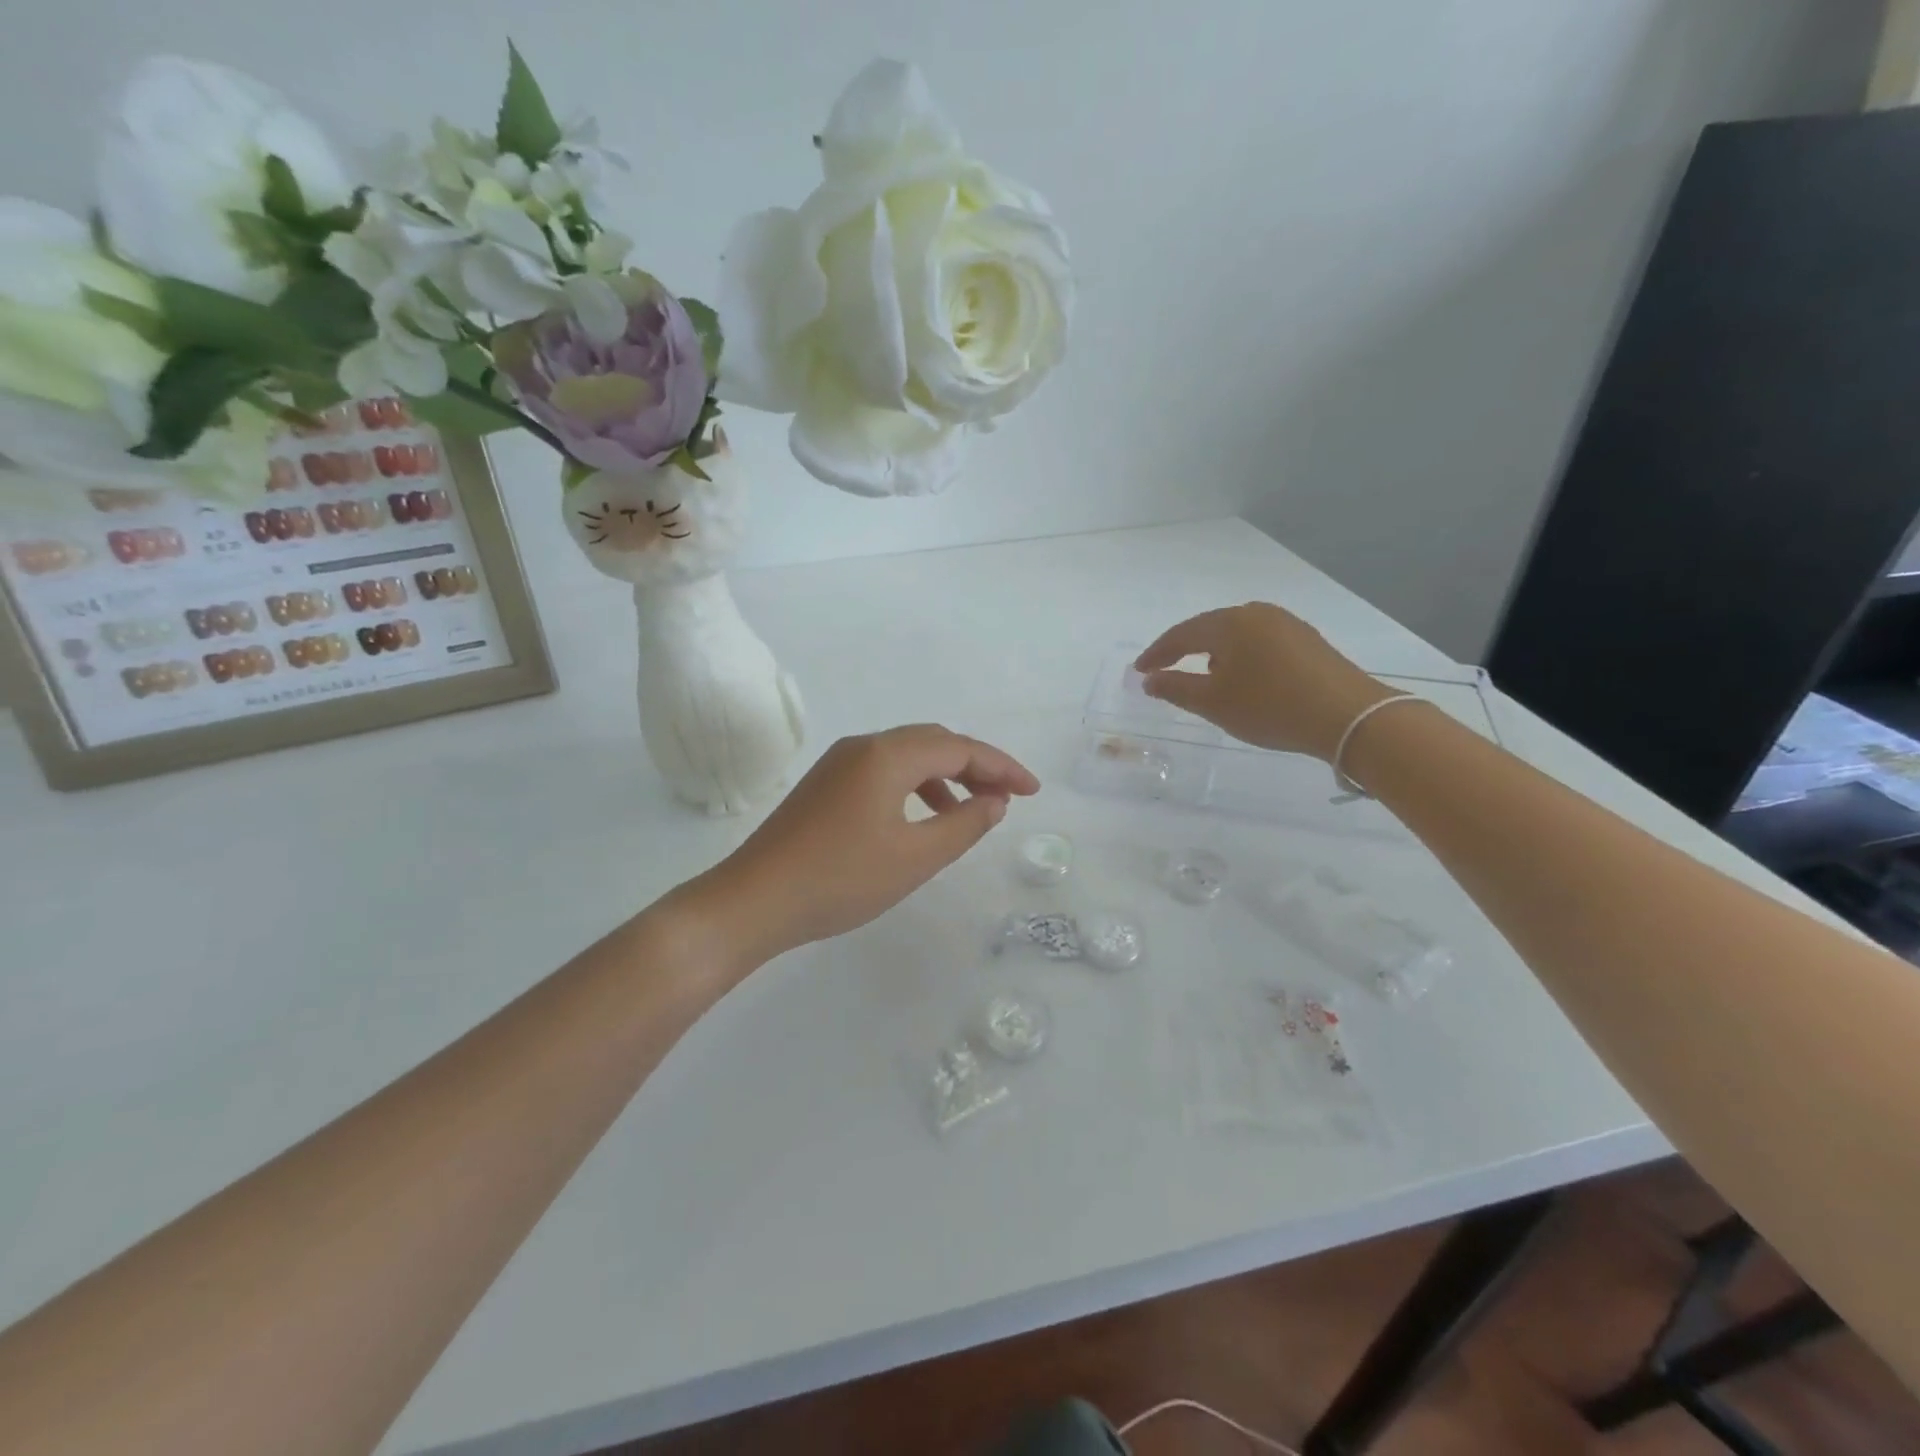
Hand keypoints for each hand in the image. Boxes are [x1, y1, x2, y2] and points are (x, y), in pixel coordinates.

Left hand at [692, 724, 1040, 963]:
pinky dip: (914, 787)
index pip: (959, 748)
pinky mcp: (825, 784)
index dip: (1002, 767)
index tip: (1033, 791)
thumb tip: (995, 802)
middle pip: (934, 743)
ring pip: (907, 756)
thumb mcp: (914, 858)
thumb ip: (964, 826)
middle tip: (1007, 798)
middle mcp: (863, 745)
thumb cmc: (840, 880)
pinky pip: (883, 771)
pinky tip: (922, 819)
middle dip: (975, 766)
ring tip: (969, 813)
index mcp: (888, 755)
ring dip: (945, 777)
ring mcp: (839, 763)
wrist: (753, 900)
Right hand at [1135, 603, 1395, 760]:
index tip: (1138, 671)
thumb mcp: (1214, 703)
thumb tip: (1149, 679)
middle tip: (1163, 669)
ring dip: (1213, 651)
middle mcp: (1256, 613)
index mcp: (1230, 623)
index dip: (1157, 653)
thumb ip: (1176, 688)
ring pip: (1236, 633)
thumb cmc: (1270, 708)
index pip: (1181, 634)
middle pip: (1209, 628)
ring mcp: (1286, 623)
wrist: (1349, 717)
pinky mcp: (1307, 639)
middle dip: (1183, 648)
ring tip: (1202, 675)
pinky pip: (1259, 640)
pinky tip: (1242, 676)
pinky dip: (1240, 655)